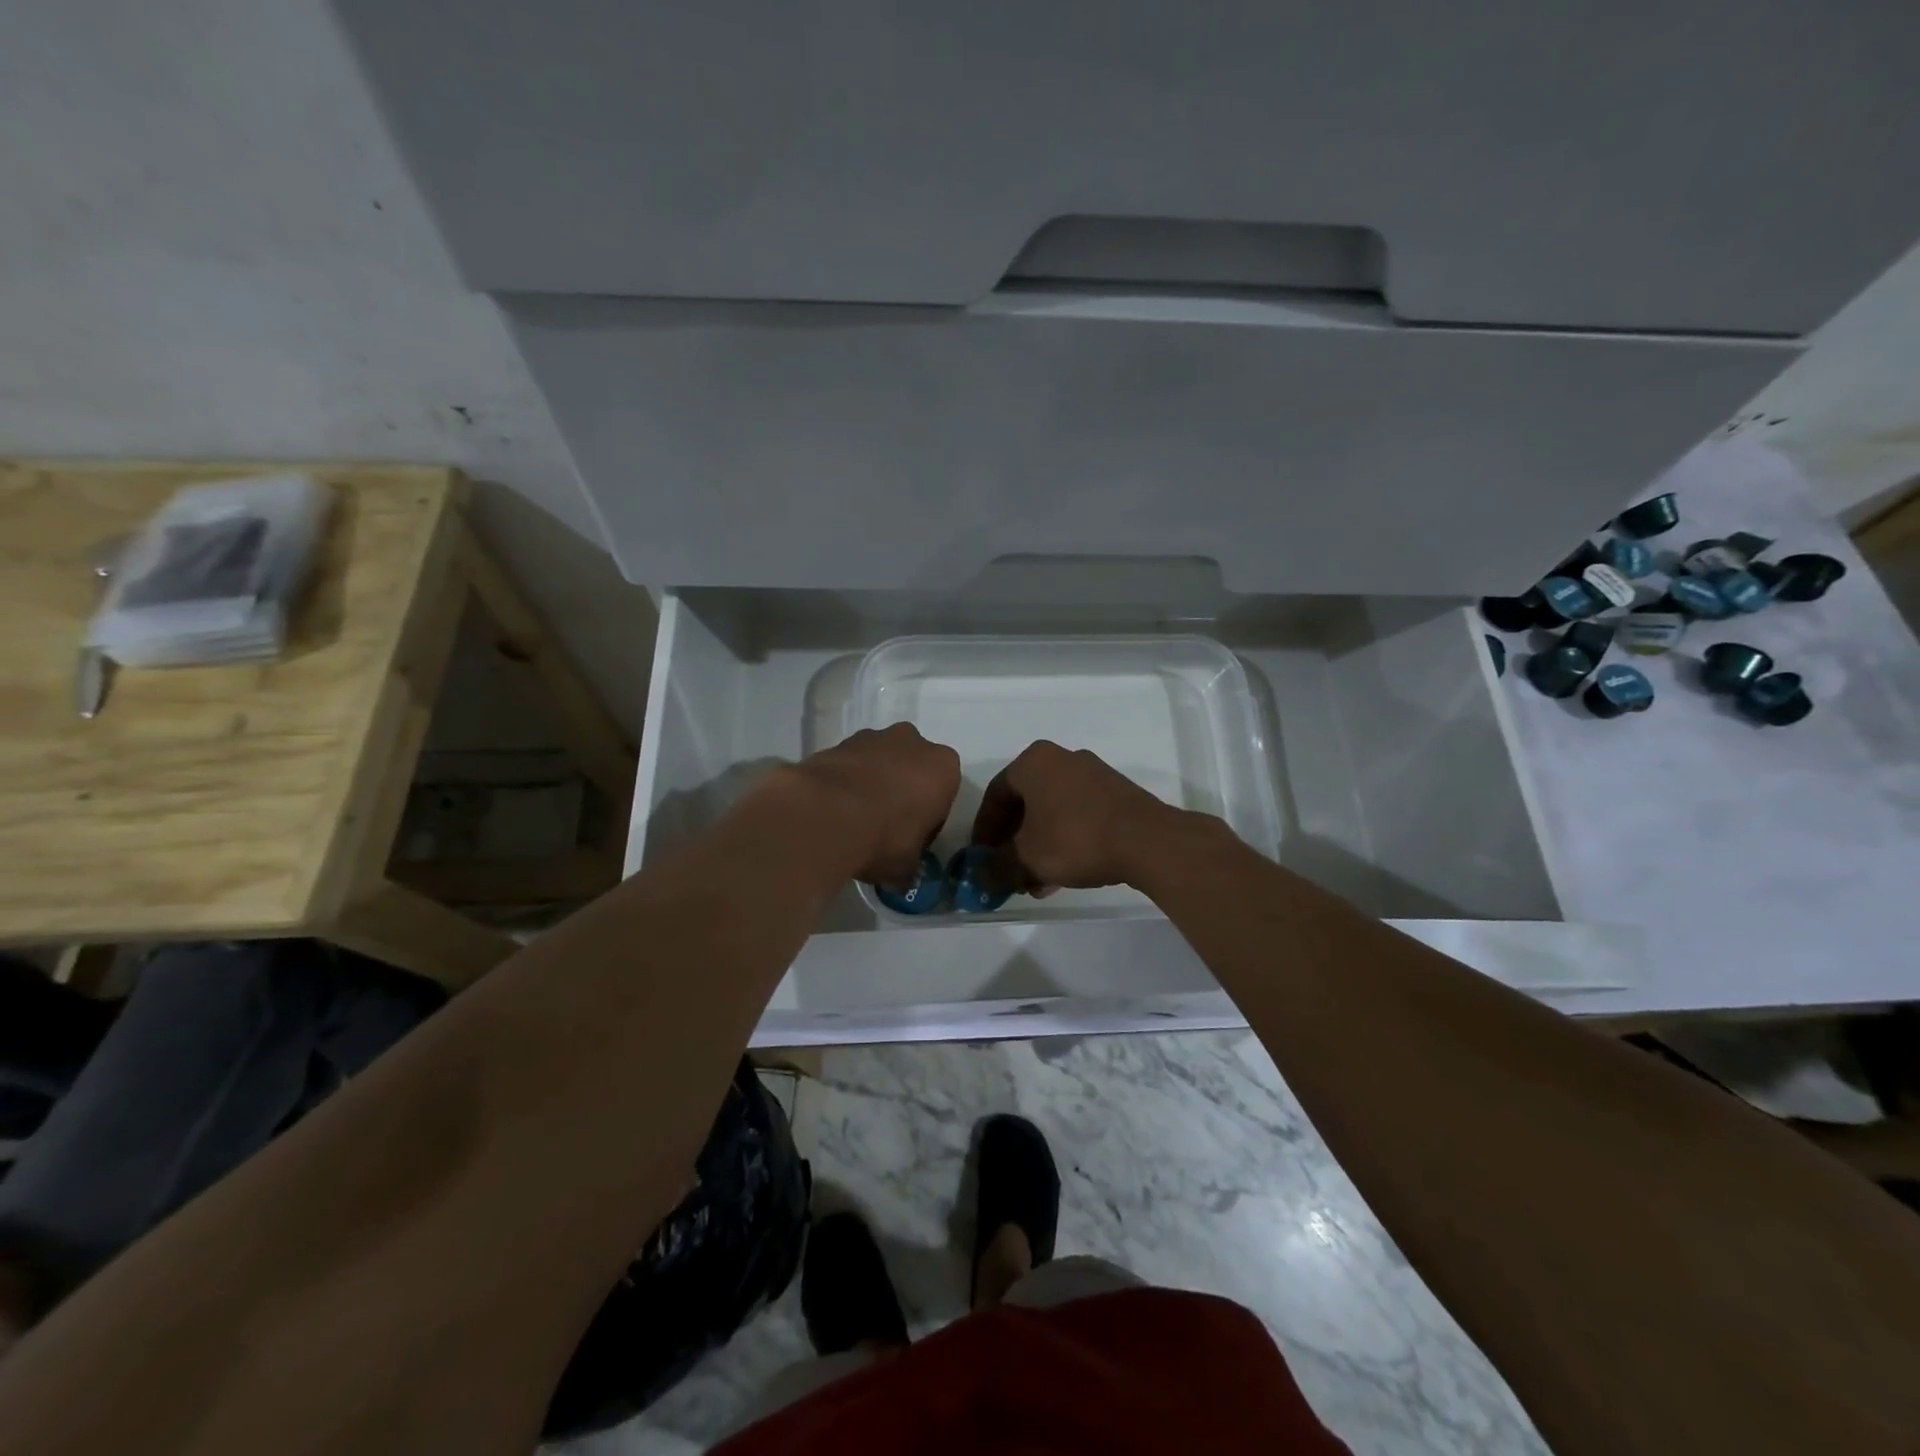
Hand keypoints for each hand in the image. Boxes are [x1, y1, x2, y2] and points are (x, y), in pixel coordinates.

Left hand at [795, 724, 960, 888]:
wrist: (827, 814)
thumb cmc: (885, 837)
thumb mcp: (907, 866)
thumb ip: (910, 864)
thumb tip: (903, 875)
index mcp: (944, 767)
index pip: (942, 795)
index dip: (927, 819)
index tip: (911, 840)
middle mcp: (913, 743)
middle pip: (912, 770)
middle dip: (901, 792)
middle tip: (884, 827)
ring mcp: (873, 737)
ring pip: (880, 763)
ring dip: (872, 784)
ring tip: (853, 820)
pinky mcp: (838, 742)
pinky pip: (849, 765)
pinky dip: (844, 783)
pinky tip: (833, 810)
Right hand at [970, 740, 1175, 892]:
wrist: (1147, 841)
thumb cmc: (1075, 838)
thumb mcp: (1026, 857)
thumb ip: (996, 867)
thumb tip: (979, 877)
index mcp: (1034, 761)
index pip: (996, 795)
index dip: (984, 830)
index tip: (981, 858)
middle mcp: (1062, 758)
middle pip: (1025, 803)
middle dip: (1013, 841)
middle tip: (1007, 871)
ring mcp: (1093, 774)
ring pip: (1052, 812)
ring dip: (1038, 846)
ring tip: (1035, 882)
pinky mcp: (1116, 793)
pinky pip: (1077, 815)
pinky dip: (1064, 841)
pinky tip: (1063, 874)